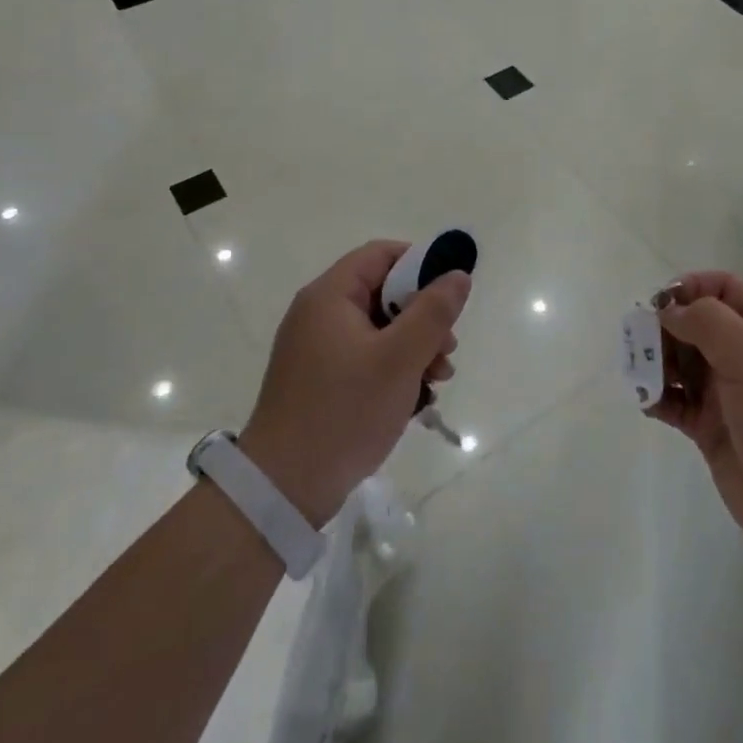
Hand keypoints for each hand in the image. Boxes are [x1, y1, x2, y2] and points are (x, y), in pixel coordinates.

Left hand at [240, 241, 467, 525]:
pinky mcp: (320, 381)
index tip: (449, 296)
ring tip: (438, 380)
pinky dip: (393, 370)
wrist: (285, 488)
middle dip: (423, 317)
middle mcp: (319, 314)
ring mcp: (317, 349)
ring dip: (414, 347)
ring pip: (379, 329)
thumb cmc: (345, 410)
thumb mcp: (400, 358)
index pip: (381, 254)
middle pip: (383, 293)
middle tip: (448, 351)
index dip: (421, 265)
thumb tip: (457, 274)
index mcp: (330, 296)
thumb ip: (433, 311)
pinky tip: (415, 399)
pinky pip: (365, 358)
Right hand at [650, 272, 742, 571]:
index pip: (726, 289)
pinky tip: (647, 402)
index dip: (693, 287)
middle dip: (665, 326)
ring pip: (682, 362)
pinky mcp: (711, 430)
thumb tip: (669, 309)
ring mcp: (728, 395)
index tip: (662, 303)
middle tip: (640, 341)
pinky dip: (658, 397)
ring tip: (641, 373)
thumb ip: (709, 323)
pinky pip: (676, 402)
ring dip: (656, 361)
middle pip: (696, 324)